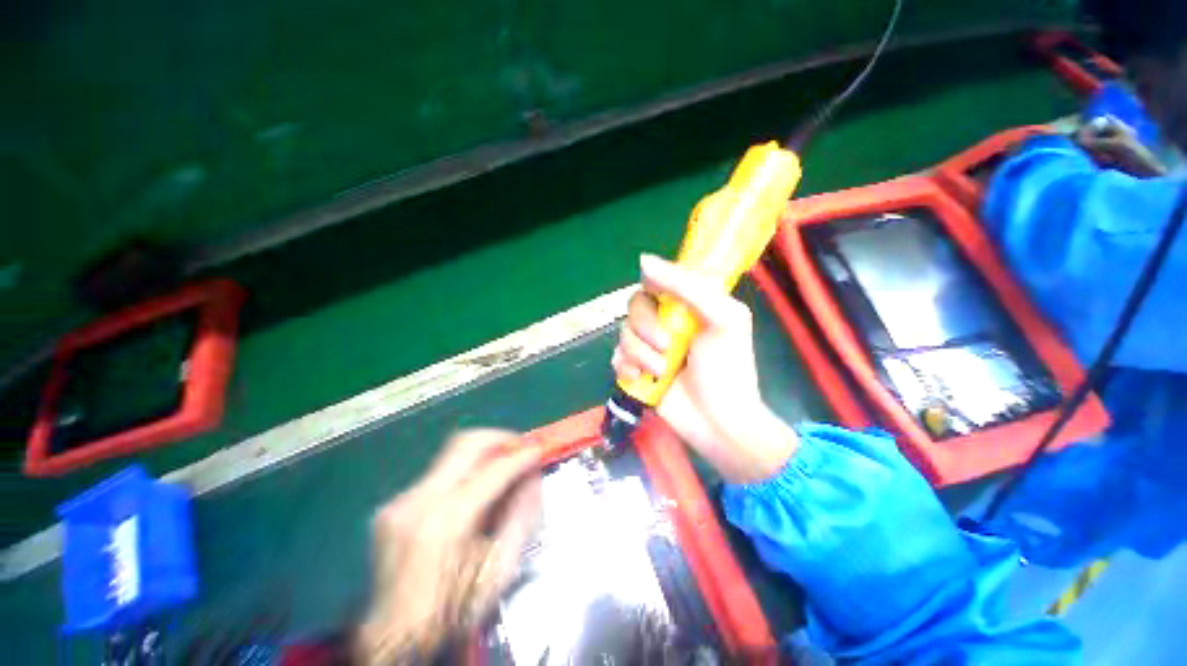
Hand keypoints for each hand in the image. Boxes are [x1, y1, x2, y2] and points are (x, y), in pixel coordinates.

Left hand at [355, 430, 540, 664]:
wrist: (392, 640)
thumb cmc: (452, 612)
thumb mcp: (499, 571)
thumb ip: (522, 517)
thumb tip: (533, 478)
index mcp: (446, 524)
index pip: (493, 471)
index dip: (521, 457)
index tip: (539, 450)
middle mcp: (418, 502)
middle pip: (465, 443)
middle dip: (500, 438)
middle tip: (520, 446)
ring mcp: (400, 501)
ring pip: (450, 454)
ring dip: (482, 454)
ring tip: (502, 465)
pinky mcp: (392, 505)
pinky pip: (437, 474)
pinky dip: (463, 473)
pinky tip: (472, 492)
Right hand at [612, 254, 797, 482]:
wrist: (718, 422)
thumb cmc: (727, 368)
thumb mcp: (722, 318)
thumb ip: (688, 287)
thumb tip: (643, 260)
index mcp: (688, 305)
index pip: (658, 281)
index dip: (653, 286)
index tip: (660, 301)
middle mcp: (666, 322)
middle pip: (636, 307)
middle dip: (647, 327)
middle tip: (666, 346)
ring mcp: (649, 347)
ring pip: (624, 333)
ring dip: (640, 353)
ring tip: (660, 371)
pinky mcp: (636, 370)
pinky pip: (616, 357)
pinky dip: (626, 367)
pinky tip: (640, 379)